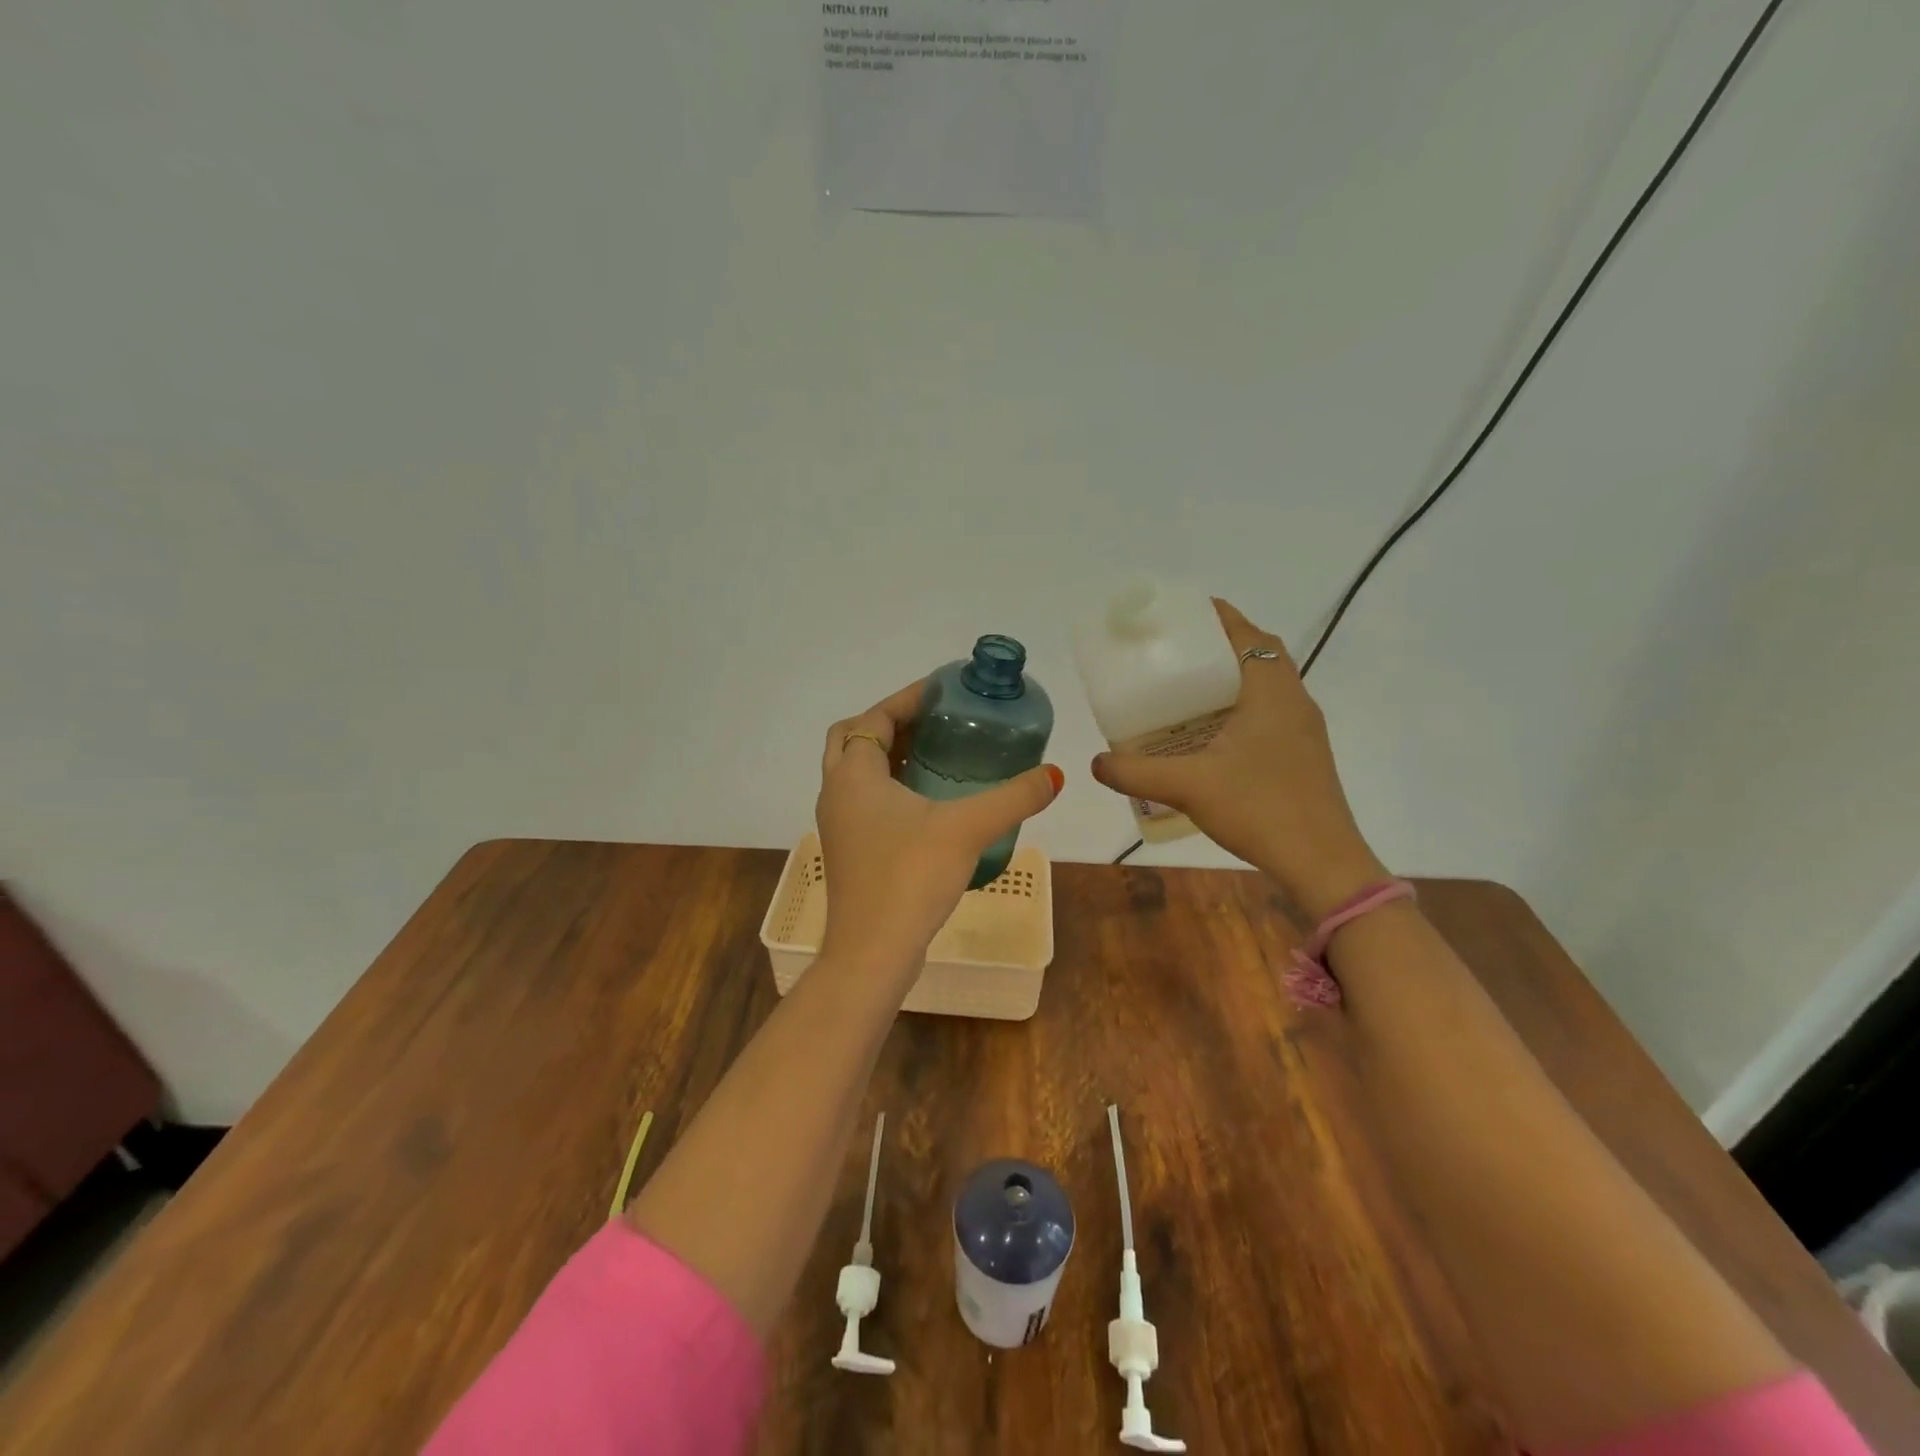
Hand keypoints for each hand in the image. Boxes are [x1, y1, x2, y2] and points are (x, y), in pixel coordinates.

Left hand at [816, 682, 1062, 987]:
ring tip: (938, 754)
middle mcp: (836, 793)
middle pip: (855, 739)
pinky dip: (890, 788)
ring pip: (857, 773)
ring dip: (890, 757)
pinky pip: (864, 802)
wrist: (872, 954)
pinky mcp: (849, 851)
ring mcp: (838, 825)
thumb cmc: (909, 877)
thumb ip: (1013, 798)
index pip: (873, 718)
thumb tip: (1055, 775)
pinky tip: (930, 803)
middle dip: (892, 724)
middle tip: (936, 722)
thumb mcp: (967, 829)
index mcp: (853, 775)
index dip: (907, 699)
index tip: (944, 691)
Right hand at [1090, 599, 1386, 921]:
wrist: (1322, 863)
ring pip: (1263, 685)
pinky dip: (1238, 707)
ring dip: (1228, 679)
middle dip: (1216, 646)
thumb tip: (1095, 763)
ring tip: (1183, 690)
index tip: (1179, 615)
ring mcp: (1302, 729)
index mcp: (1272, 691)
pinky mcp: (1302, 754)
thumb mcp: (1188, 786)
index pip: (1247, 634)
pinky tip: (1207, 735)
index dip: (1215, 616)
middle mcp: (1293, 700)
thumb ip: (1136, 771)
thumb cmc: (1260, 809)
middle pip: (1256, 654)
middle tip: (1172, 654)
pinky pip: (1267, 712)